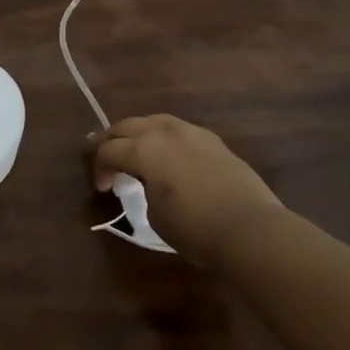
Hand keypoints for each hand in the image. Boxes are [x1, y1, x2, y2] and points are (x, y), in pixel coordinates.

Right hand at [89, 115, 285, 265]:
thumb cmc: (195, 228)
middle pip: (127, 126)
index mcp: (144, 149)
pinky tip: (167, 151)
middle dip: (111, 140)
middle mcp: (164, 132)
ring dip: (138, 133)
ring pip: (154, 121)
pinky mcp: (213, 140)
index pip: (109, 150)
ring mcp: (191, 132)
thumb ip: (144, 189)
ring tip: (134, 147)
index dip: (99, 168)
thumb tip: (148, 183)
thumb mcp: (155, 214)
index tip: (102, 188)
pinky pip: (178, 130)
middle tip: (102, 153)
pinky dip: (164, 137)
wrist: (250, 229)